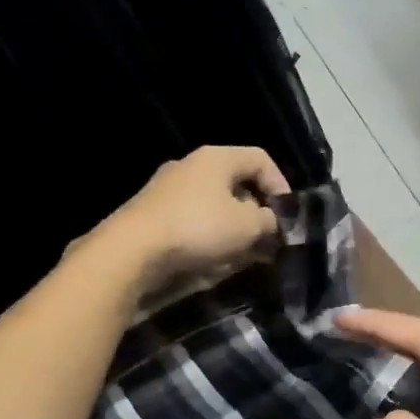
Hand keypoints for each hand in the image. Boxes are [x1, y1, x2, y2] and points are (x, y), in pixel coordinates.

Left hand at [97, 146, 290, 290]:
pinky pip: (195, 221)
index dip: (281, 185)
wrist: (131, 251)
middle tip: (270, 239)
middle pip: (237, 183)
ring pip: (216, 205)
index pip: (260, 159)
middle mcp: (191, 166)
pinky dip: (212, 237)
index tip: (288, 215)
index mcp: (216, 158)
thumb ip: (269, 220)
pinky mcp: (155, 215)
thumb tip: (272, 222)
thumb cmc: (198, 228)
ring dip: (236, 229)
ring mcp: (169, 190)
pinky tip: (218, 260)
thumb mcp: (248, 225)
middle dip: (258, 212)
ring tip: (248, 255)